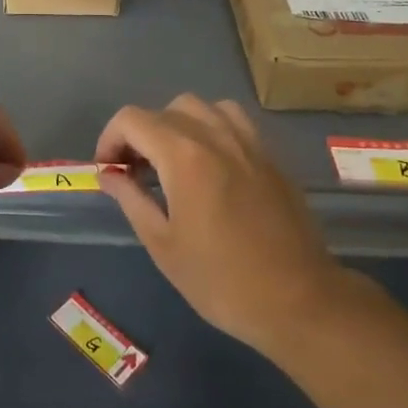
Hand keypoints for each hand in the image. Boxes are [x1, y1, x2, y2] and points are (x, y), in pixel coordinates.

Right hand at [96, 95, 353, 354]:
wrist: (298, 300)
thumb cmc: (222, 280)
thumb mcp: (164, 246)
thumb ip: (132, 200)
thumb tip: (110, 175)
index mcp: (184, 155)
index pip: (132, 120)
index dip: (110, 139)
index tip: (109, 171)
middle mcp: (215, 135)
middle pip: (165, 110)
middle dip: (141, 134)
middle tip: (136, 173)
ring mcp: (247, 141)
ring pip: (201, 107)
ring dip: (177, 125)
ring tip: (172, 162)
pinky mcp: (269, 155)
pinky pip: (232, 120)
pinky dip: (211, 128)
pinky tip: (211, 163)